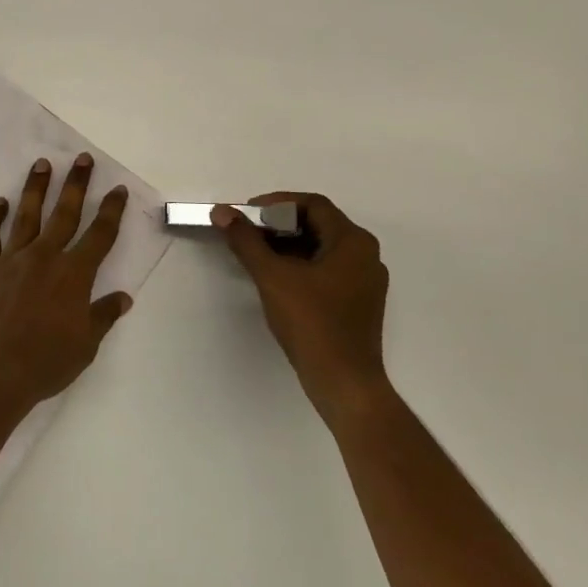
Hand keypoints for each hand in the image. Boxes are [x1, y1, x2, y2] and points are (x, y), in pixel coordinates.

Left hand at [0, 153, 133, 415]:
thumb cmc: (44, 364)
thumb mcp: (85, 346)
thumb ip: (103, 316)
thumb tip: (123, 297)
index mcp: (73, 275)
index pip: (99, 235)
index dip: (111, 211)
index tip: (117, 189)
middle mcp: (44, 257)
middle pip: (64, 213)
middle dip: (76, 184)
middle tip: (82, 159)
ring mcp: (10, 260)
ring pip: (26, 215)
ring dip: (35, 188)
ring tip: (41, 164)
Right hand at [213, 193, 389, 422]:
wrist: (344, 383)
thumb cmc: (312, 323)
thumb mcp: (272, 276)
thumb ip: (246, 240)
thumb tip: (222, 211)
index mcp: (353, 242)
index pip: (313, 205)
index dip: (277, 203)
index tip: (248, 214)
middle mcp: (366, 256)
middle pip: (318, 224)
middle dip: (280, 224)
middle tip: (248, 232)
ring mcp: (365, 281)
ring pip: (321, 248)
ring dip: (288, 245)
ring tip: (256, 254)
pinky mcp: (358, 303)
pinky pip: (327, 269)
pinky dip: (300, 265)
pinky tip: (276, 278)